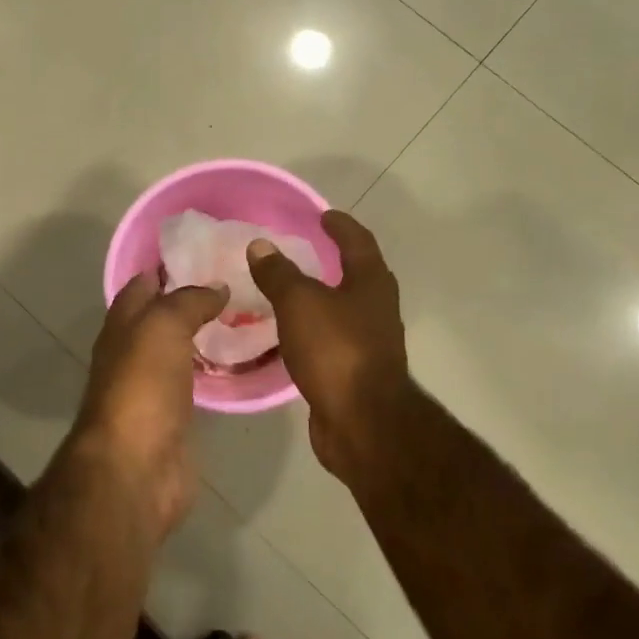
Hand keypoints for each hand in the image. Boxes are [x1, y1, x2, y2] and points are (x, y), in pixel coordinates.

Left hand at [70, 274, 227, 540]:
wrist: (136, 467)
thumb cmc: (142, 387)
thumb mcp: (162, 326)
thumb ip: (187, 301)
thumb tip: (216, 287)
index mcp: (123, 324)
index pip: (143, 283)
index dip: (169, 264)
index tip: (209, 249)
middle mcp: (134, 351)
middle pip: (163, 316)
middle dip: (193, 298)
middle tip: (239, 281)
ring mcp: (153, 386)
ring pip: (181, 348)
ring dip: (205, 333)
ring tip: (248, 314)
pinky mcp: (175, 416)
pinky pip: (196, 381)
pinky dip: (213, 368)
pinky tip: (240, 360)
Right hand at [246, 211, 411, 482]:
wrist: (362, 423)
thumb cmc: (335, 350)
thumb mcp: (299, 303)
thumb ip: (278, 273)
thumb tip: (260, 244)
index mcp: (371, 284)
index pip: (358, 242)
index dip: (340, 226)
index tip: (322, 215)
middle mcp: (377, 309)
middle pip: (358, 275)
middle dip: (334, 261)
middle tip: (304, 251)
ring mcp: (371, 343)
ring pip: (345, 310)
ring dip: (323, 298)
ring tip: (290, 292)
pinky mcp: (357, 373)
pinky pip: (333, 340)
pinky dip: (314, 330)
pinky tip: (292, 335)